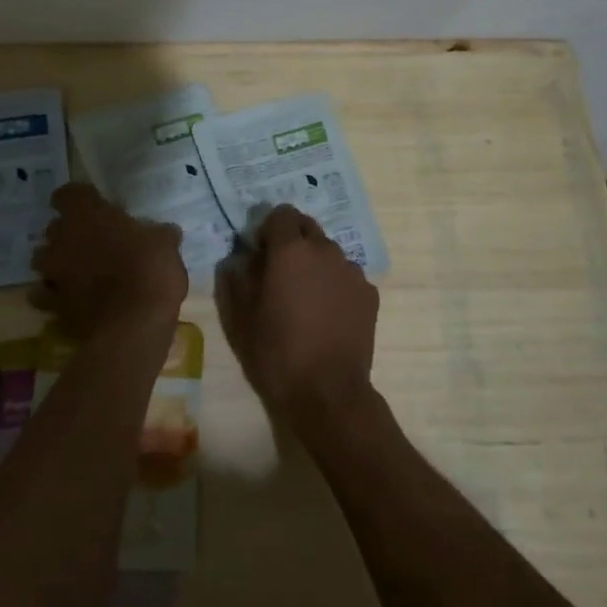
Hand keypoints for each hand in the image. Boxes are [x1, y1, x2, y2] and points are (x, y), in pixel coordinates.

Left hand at [31, 184, 186, 330]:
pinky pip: (45, 295)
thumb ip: (158, 234)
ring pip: (42, 260)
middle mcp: (62, 239)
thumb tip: (165, 232)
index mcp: (87, 215)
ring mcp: (53, 273)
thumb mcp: (166, 245)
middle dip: (68, 233)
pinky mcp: (52, 305)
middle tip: (93, 241)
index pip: (67, 194)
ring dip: (56, 262)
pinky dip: (54, 296)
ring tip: (78, 271)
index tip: (94, 207)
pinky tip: (71, 301)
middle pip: (54, 227)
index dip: (79, 199)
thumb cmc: (150, 272)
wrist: (133, 326)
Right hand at [216, 206, 379, 429]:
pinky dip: (334, 283)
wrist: (328, 393)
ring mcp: (352, 270)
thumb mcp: (241, 317)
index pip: (280, 214)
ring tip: (305, 297)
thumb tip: (240, 259)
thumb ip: (237, 278)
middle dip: (291, 240)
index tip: (259, 253)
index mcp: (290, 250)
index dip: (267, 229)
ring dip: (314, 262)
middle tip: (279, 272)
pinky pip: (346, 275)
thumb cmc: (276, 353)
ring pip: (328, 251)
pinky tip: (327, 314)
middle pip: (307, 227)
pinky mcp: (369, 293)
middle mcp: (325, 250)